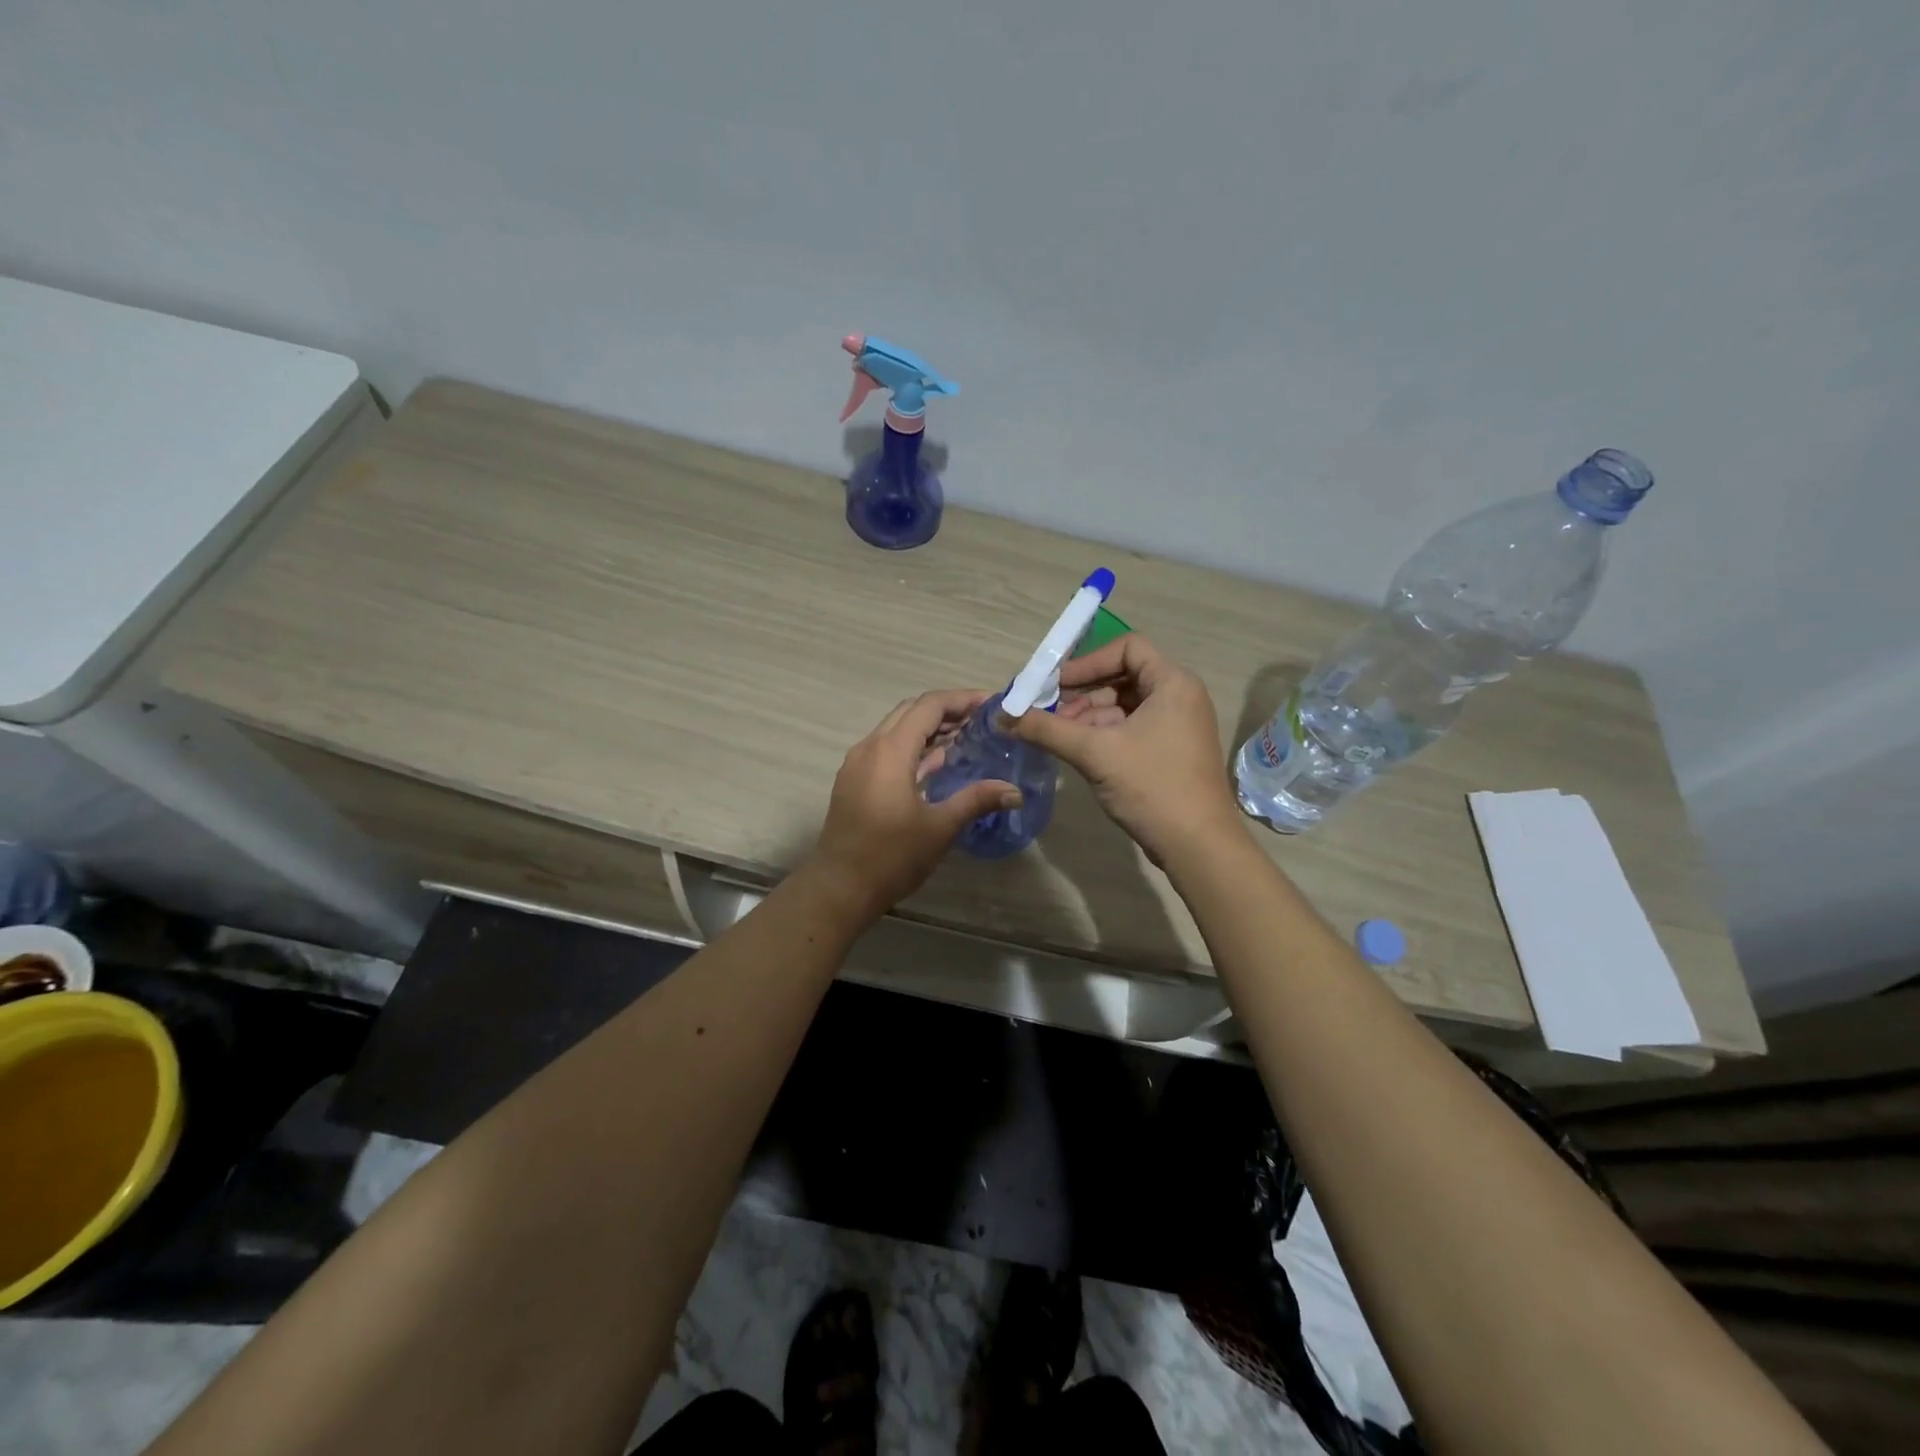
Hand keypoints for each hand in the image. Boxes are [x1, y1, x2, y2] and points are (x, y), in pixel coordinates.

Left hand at [807, 690, 1020, 921]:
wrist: (839, 887)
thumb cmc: (891, 856)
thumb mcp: (940, 827)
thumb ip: (977, 800)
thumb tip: (1015, 791)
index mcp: (890, 750)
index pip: (929, 706)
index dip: (962, 699)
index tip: (992, 704)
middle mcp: (870, 747)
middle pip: (911, 711)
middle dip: (947, 710)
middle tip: (982, 720)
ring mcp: (858, 763)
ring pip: (896, 728)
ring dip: (929, 728)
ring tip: (966, 737)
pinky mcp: (854, 780)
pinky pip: (886, 748)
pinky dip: (913, 746)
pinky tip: (936, 763)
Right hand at [1008, 634, 1239, 864]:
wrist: (1198, 846)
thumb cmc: (1152, 787)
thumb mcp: (1095, 753)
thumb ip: (1047, 729)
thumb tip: (1003, 716)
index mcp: (1173, 683)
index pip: (1127, 647)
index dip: (1089, 662)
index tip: (1057, 685)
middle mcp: (1179, 697)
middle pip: (1123, 676)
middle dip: (1083, 693)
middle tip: (1049, 714)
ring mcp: (1177, 726)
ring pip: (1124, 706)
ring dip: (1088, 716)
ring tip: (1058, 736)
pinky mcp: (1171, 751)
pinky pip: (1132, 728)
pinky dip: (1103, 734)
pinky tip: (1077, 751)